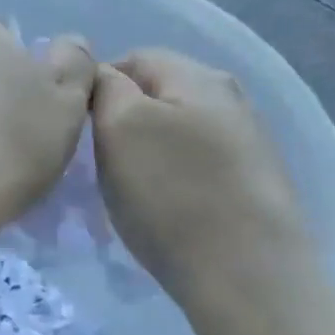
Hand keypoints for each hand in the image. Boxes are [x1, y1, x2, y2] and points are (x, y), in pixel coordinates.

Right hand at [91, 49, 333, 326]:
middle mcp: (231, 99)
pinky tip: (167, 212)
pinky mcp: (255, 184)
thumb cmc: (172, 194)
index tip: (78, 131)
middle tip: (99, 164)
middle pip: (159, 96)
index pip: (132, 59)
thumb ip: (105, 87)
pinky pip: (199, 167)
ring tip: (130, 192)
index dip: (97, 88)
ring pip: (178, 133)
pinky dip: (175, 181)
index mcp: (198, 75)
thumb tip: (103, 76)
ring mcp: (249, 143)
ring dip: (148, 154)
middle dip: (123, 123)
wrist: (248, 276)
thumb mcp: (121, 126)